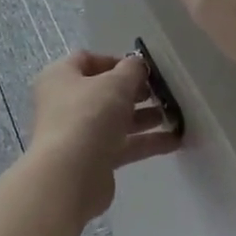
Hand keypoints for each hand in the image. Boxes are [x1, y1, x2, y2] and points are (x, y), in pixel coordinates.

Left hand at [26, 50, 181, 218]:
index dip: (116, 61)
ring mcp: (78, 133)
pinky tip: (175, 140)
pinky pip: (122, 145)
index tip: (143, 68)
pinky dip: (145, 142)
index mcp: (60, 77)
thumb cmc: (88, 116)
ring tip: (174, 115)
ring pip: (115, 120)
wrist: (70, 176)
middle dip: (135, 91)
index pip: (87, 59)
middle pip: (103, 91)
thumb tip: (137, 64)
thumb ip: (132, 70)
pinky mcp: (92, 160)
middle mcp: (65, 103)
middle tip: (161, 92)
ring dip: (144, 117)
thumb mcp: (115, 83)